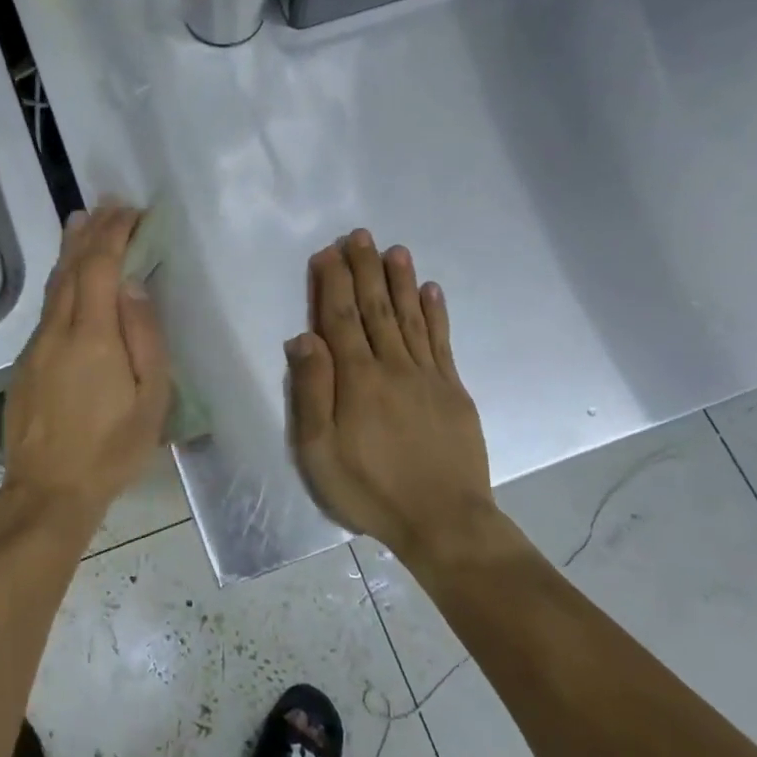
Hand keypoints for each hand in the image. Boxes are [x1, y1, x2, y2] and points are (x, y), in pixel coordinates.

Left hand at [3, 205, 171, 531]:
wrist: (48, 490)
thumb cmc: (111, 449)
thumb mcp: (151, 401)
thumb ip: (144, 338)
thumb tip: (133, 286)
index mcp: (93, 336)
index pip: (101, 267)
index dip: (115, 234)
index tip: (131, 212)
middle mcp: (58, 330)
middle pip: (73, 267)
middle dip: (92, 232)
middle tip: (108, 205)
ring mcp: (36, 345)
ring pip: (54, 285)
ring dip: (70, 250)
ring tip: (81, 221)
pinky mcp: (25, 361)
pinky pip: (47, 307)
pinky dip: (61, 279)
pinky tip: (68, 276)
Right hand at [286, 229, 495, 558]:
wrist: (444, 521)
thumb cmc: (370, 489)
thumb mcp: (320, 451)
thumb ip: (312, 392)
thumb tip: (303, 339)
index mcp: (356, 379)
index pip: (340, 318)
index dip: (332, 282)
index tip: (328, 251)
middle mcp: (392, 366)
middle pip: (376, 308)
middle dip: (366, 269)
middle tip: (361, 234)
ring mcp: (428, 376)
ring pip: (411, 316)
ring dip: (401, 281)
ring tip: (395, 250)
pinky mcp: (453, 390)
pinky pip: (442, 341)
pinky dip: (436, 313)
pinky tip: (432, 291)